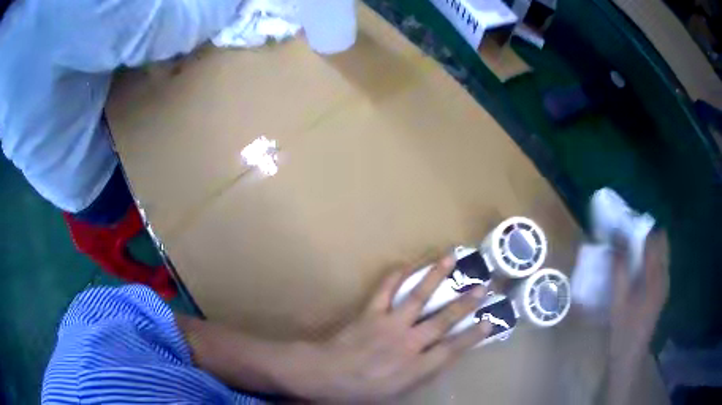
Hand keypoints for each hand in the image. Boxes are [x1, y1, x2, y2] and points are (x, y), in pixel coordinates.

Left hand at [291, 257, 491, 402]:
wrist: (328, 374)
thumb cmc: (363, 390)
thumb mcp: (398, 393)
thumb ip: (422, 375)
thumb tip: (442, 358)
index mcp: (416, 367)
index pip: (452, 349)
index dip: (473, 335)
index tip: (490, 320)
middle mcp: (408, 343)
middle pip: (443, 320)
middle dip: (465, 303)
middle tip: (483, 285)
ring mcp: (389, 324)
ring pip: (418, 297)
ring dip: (436, 277)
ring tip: (451, 258)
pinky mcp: (371, 312)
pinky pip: (385, 289)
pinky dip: (395, 275)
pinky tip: (407, 264)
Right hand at [609, 230, 668, 358]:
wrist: (629, 357)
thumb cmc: (623, 330)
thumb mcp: (618, 300)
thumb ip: (619, 268)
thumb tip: (615, 238)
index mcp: (656, 276)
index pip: (654, 239)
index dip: (641, 228)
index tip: (624, 225)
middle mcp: (664, 275)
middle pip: (661, 242)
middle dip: (645, 234)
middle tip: (626, 236)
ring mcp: (663, 284)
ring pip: (660, 253)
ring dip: (647, 246)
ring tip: (628, 249)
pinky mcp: (660, 292)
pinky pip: (658, 265)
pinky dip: (648, 259)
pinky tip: (634, 269)